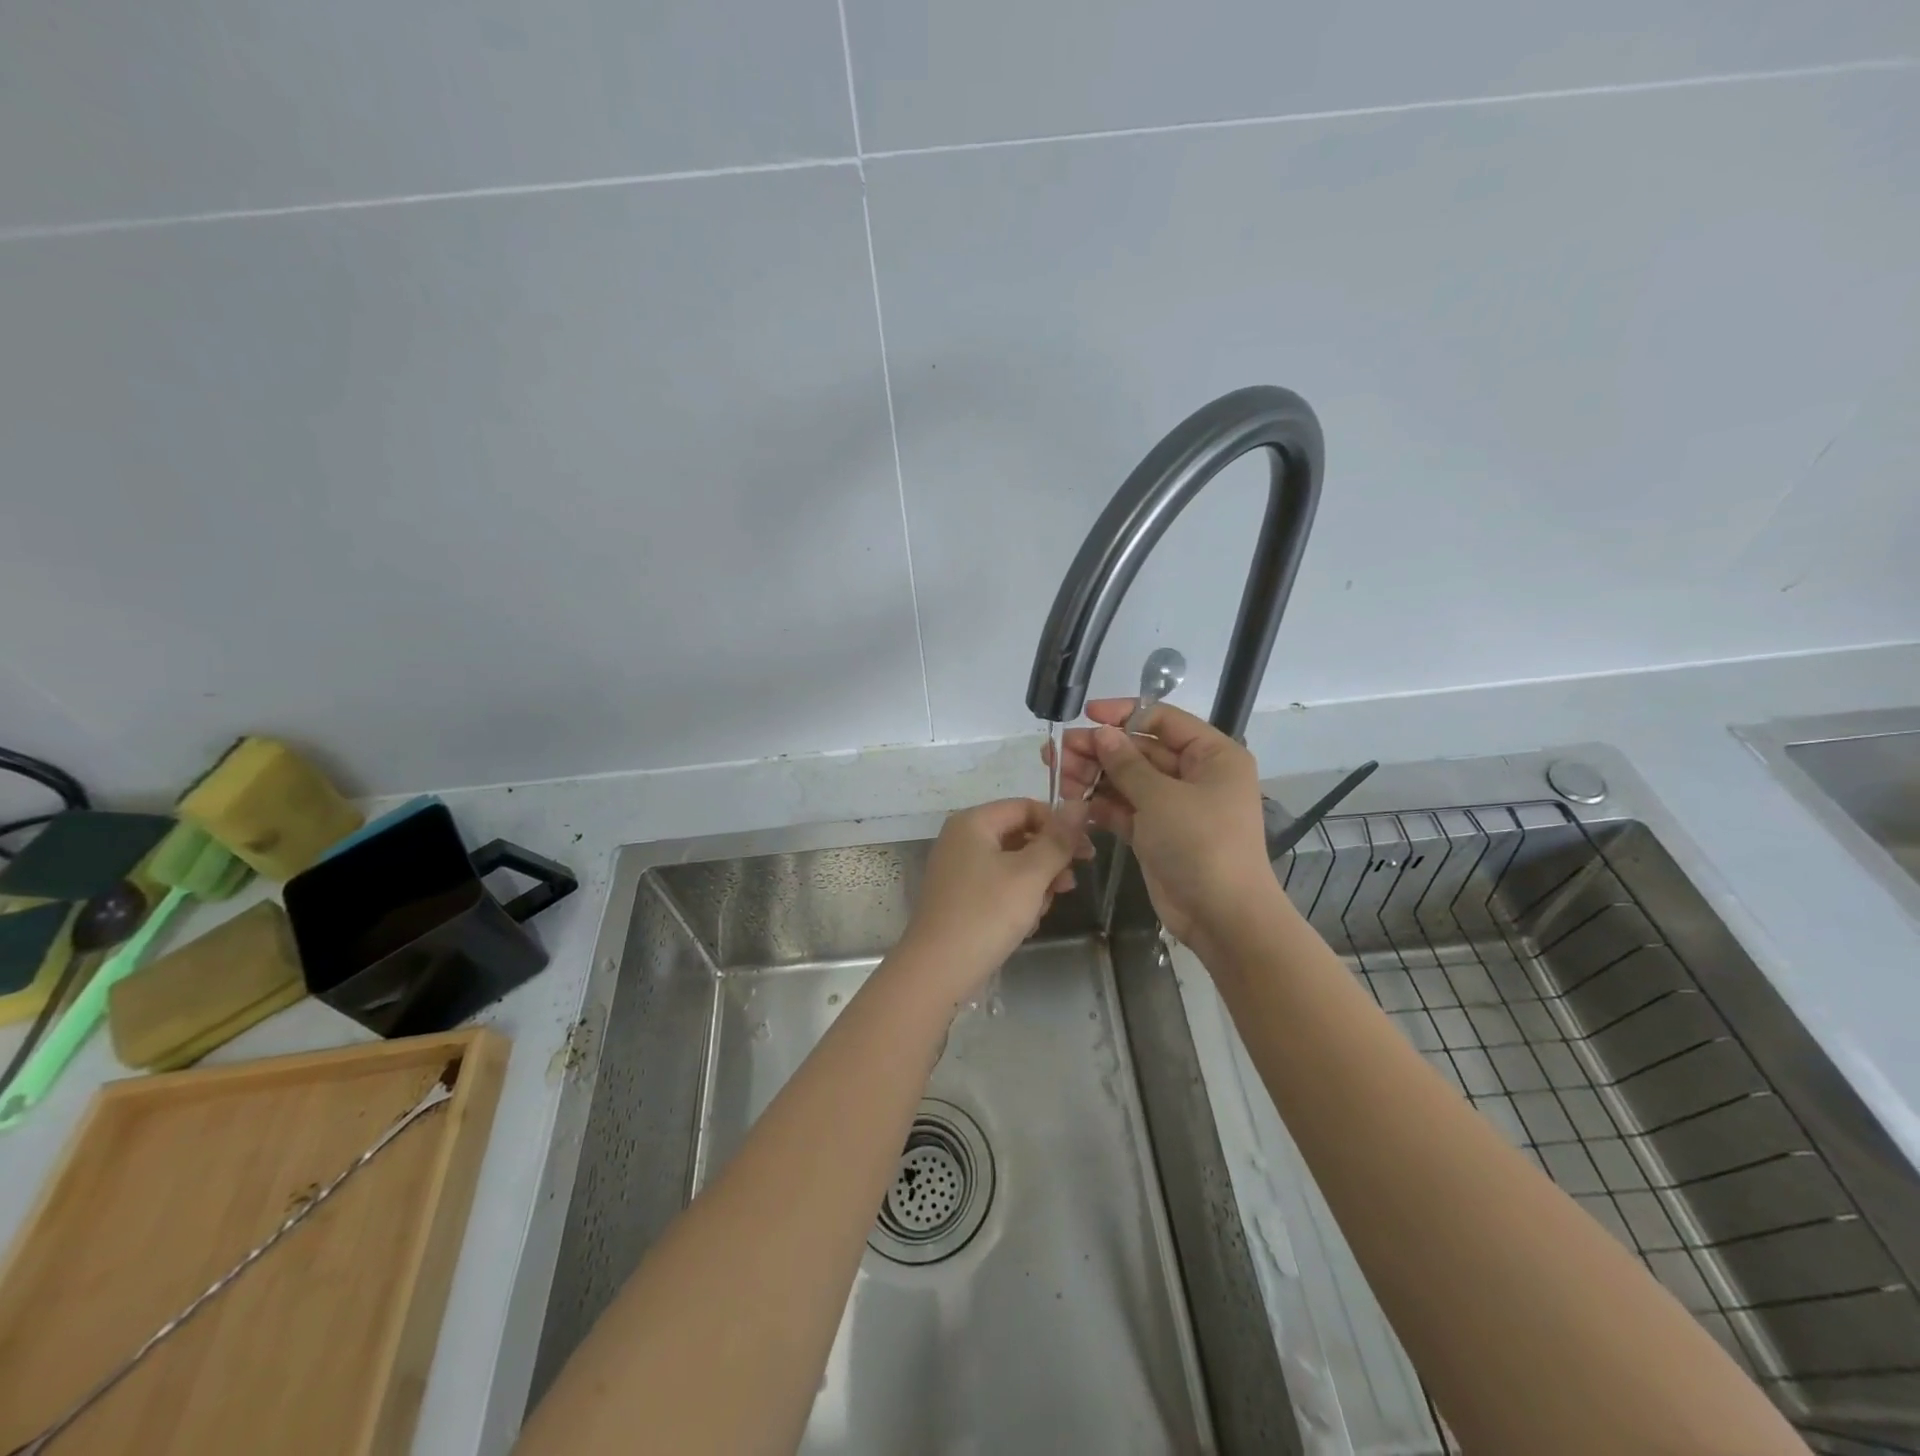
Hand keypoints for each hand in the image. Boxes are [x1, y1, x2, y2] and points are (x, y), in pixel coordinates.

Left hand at [898, 798, 1092, 1001]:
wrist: (938, 969)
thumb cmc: (986, 914)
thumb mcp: (1030, 874)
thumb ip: (1058, 840)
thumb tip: (1079, 805)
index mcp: (973, 822)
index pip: (1027, 807)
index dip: (1060, 826)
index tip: (1086, 853)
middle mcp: (962, 839)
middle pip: (1020, 836)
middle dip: (1048, 861)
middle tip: (1067, 887)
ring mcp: (958, 869)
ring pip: (1012, 865)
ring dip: (1035, 886)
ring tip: (1039, 912)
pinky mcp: (960, 897)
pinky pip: (998, 887)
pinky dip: (1015, 901)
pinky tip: (1023, 925)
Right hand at [1044, 700, 1272, 947]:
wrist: (1222, 916)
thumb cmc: (1201, 844)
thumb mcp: (1162, 798)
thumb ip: (1127, 763)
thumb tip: (1101, 733)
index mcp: (1212, 755)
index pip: (1163, 720)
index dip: (1123, 714)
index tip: (1086, 715)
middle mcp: (1194, 775)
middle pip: (1140, 750)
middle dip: (1100, 750)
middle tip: (1059, 752)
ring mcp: (1173, 806)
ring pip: (1127, 780)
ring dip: (1094, 776)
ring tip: (1060, 776)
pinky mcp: (1155, 833)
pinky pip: (1124, 808)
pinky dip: (1100, 804)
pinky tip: (1072, 800)